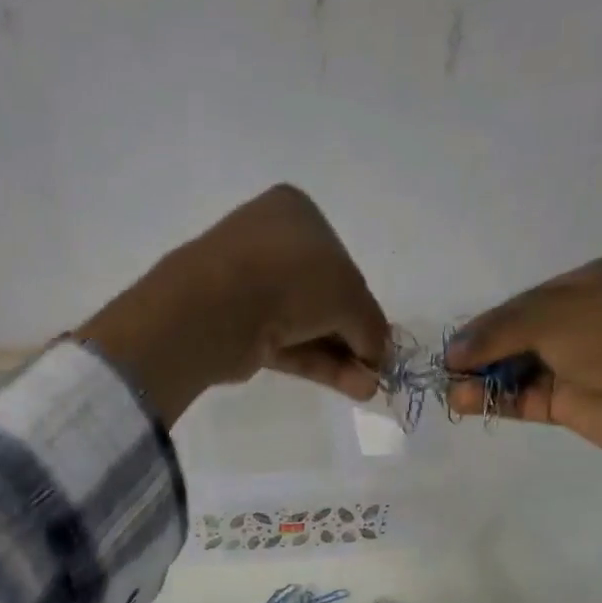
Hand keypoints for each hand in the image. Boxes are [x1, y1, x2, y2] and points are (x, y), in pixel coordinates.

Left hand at [78, 185, 387, 424]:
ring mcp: (252, 288)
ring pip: (308, 326)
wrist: (220, 307)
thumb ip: (371, 325)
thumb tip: (381, 355)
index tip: (379, 338)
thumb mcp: (350, 295)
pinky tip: (351, 387)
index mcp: (297, 214)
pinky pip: (289, 346)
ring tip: (369, 388)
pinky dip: (320, 365)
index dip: (364, 303)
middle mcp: (272, 244)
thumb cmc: (292, 277)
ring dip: (342, 358)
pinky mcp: (241, 329)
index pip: (341, 261)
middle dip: (354, 337)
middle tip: (376, 368)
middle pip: (325, 298)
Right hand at [441, 254, 601, 462]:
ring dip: (484, 379)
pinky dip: (496, 400)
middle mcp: (583, 321)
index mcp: (591, 283)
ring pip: (518, 369)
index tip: (456, 344)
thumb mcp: (556, 315)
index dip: (488, 323)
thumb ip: (500, 330)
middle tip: (449, 369)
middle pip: (518, 335)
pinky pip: (524, 398)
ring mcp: (576, 364)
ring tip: (453, 390)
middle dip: (482, 352)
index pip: (526, 301)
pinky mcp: (570, 404)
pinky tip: (466, 401)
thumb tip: (453, 351)